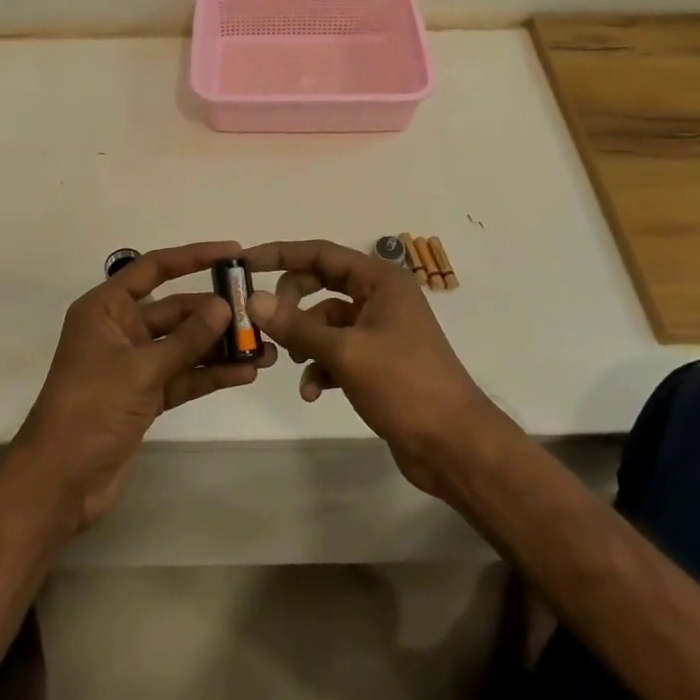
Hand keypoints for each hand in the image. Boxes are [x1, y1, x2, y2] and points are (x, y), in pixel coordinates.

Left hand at [9, 242, 276, 534]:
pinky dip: (210, 374)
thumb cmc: (91, 409)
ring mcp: (134, 364)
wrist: (59, 483)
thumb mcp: (141, 369)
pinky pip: (184, 376)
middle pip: (175, 309)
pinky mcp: (146, 396)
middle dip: (215, 312)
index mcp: (106, 308)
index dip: (193, 257)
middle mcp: (121, 329)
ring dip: (220, 346)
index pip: (154, 269)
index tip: (233, 252)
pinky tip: (246, 373)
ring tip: (264, 347)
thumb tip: (224, 307)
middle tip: (258, 312)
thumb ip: (186, 339)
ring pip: (184, 345)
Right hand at [243, 239, 511, 501]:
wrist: (454, 445)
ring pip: (326, 321)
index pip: (321, 253)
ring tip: (290, 362)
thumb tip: (254, 300)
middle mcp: (379, 296)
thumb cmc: (404, 384)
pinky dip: (321, 366)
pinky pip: (337, 351)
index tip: (246, 263)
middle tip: (265, 322)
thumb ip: (297, 325)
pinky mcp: (377, 361)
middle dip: (291, 303)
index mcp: (380, 280)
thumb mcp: (345, 352)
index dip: (282, 254)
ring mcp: (379, 329)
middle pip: (320, 284)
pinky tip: (312, 391)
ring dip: (305, 340)